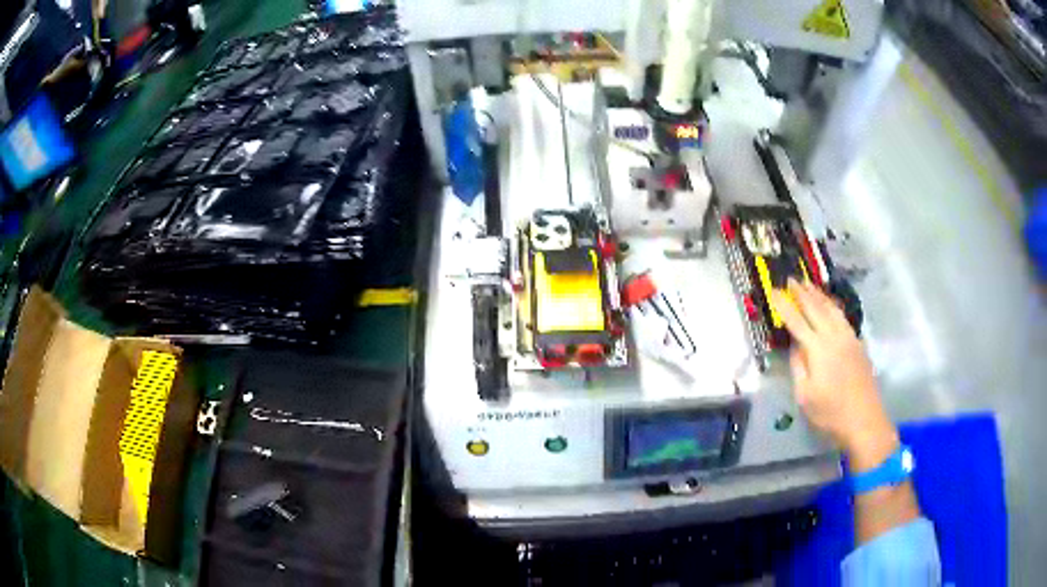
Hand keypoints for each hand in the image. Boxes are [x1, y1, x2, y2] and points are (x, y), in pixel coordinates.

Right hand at [770, 280, 897, 471]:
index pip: (797, 321)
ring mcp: (849, 338)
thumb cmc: (830, 413)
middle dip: (802, 293)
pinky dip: (832, 305)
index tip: (774, 291)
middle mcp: (834, 337)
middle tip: (791, 278)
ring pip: (832, 309)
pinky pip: (842, 316)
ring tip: (808, 284)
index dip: (785, 306)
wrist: (864, 420)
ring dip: (818, 295)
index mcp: (818, 349)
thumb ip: (798, 366)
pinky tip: (830, 304)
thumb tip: (796, 345)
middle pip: (816, 308)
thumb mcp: (805, 396)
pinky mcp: (858, 344)